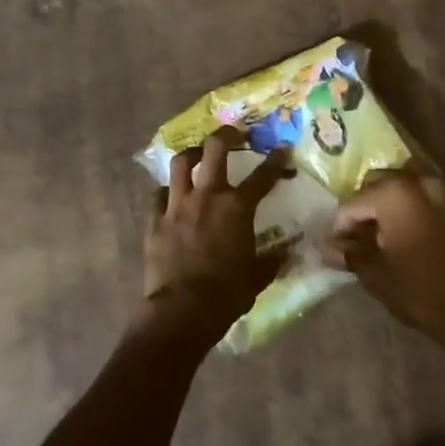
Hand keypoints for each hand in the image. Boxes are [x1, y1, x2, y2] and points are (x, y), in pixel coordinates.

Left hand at [143, 131, 291, 347]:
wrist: (182, 310)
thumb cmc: (227, 294)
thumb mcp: (258, 276)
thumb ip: (274, 259)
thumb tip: (290, 250)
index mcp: (237, 208)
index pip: (263, 176)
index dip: (276, 161)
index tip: (282, 149)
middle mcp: (207, 196)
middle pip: (215, 149)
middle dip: (226, 135)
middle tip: (234, 135)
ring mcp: (177, 205)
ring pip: (181, 163)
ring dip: (192, 155)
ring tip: (198, 155)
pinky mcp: (154, 219)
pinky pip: (158, 194)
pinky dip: (167, 191)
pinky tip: (171, 196)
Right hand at [326, 169, 444, 349]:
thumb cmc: (419, 292)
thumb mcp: (375, 275)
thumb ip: (350, 253)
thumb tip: (327, 248)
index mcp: (393, 194)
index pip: (353, 203)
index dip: (342, 226)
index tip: (340, 245)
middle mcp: (420, 180)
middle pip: (381, 184)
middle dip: (368, 206)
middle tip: (364, 235)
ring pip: (413, 176)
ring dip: (400, 193)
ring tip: (394, 220)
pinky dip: (443, 184)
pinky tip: (435, 199)